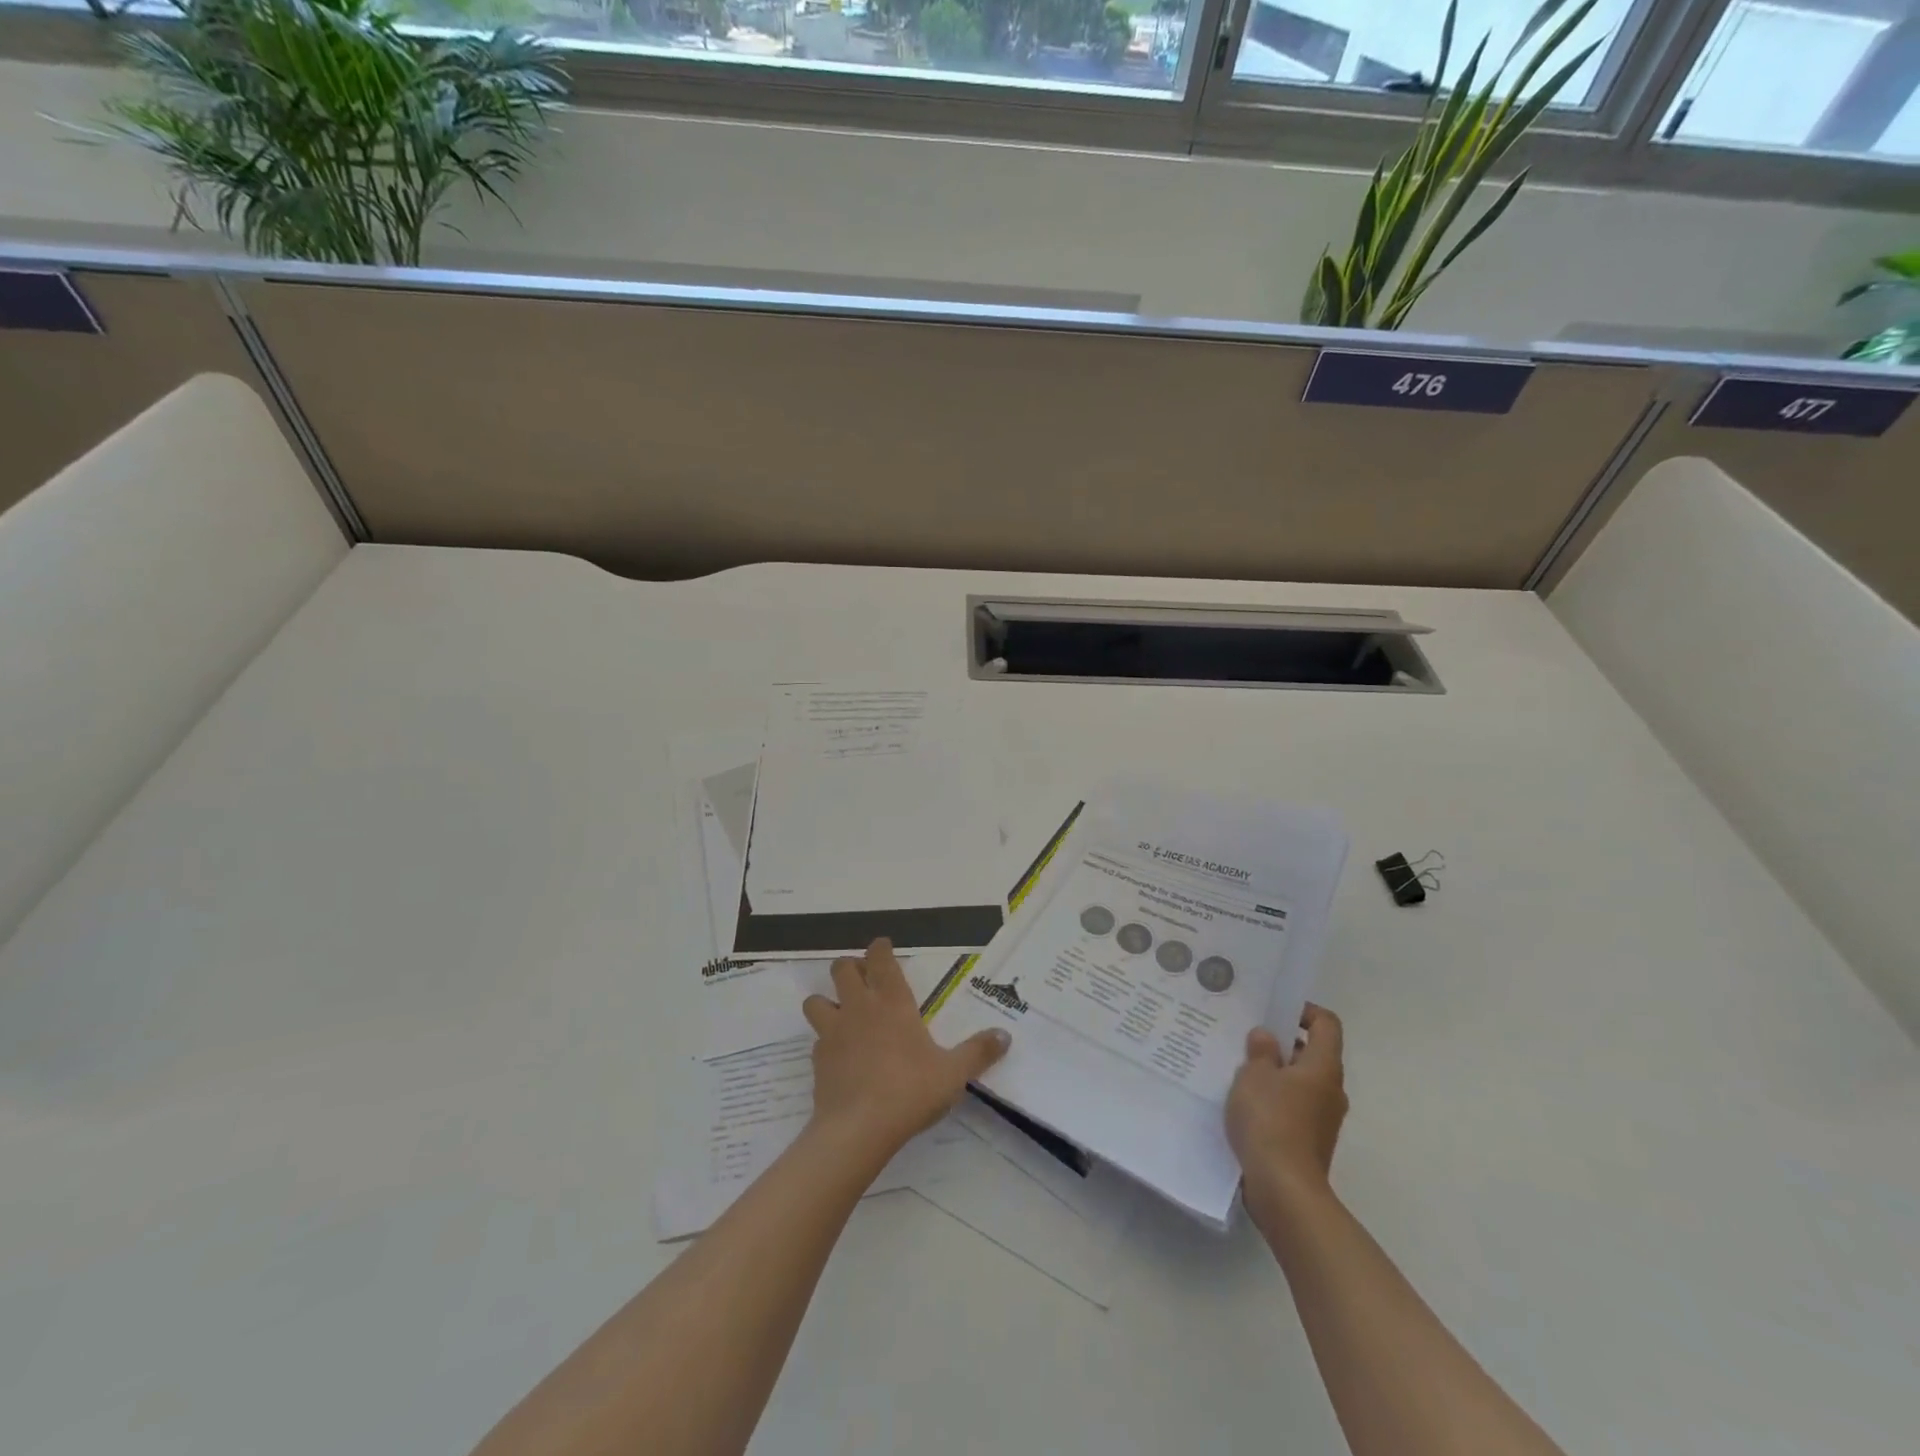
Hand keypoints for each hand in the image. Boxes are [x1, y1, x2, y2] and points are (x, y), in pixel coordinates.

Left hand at [802, 939, 1010, 1158]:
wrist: (858, 1129)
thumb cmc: (910, 1091)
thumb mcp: (953, 1073)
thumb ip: (978, 1052)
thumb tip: (1005, 1035)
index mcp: (892, 1002)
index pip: (880, 958)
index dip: (880, 948)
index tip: (884, 947)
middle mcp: (859, 1007)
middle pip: (842, 968)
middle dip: (850, 967)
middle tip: (865, 980)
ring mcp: (833, 1031)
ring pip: (817, 1000)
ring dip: (827, 1001)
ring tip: (842, 1014)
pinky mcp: (818, 1059)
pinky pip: (817, 1039)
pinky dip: (826, 1041)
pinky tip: (839, 1055)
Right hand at [1226, 1004, 1347, 1227]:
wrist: (1284, 1190)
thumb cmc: (1270, 1120)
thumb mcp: (1254, 1075)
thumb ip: (1260, 1051)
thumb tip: (1267, 1037)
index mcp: (1323, 1067)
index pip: (1326, 1024)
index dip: (1303, 1011)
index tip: (1273, 1011)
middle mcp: (1330, 1090)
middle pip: (1311, 1053)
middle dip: (1280, 1043)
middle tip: (1246, 1038)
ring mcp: (1322, 1118)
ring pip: (1299, 1082)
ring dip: (1274, 1073)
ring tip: (1238, 1069)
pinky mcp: (1309, 1141)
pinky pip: (1293, 1107)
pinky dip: (1273, 1099)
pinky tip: (1244, 1102)